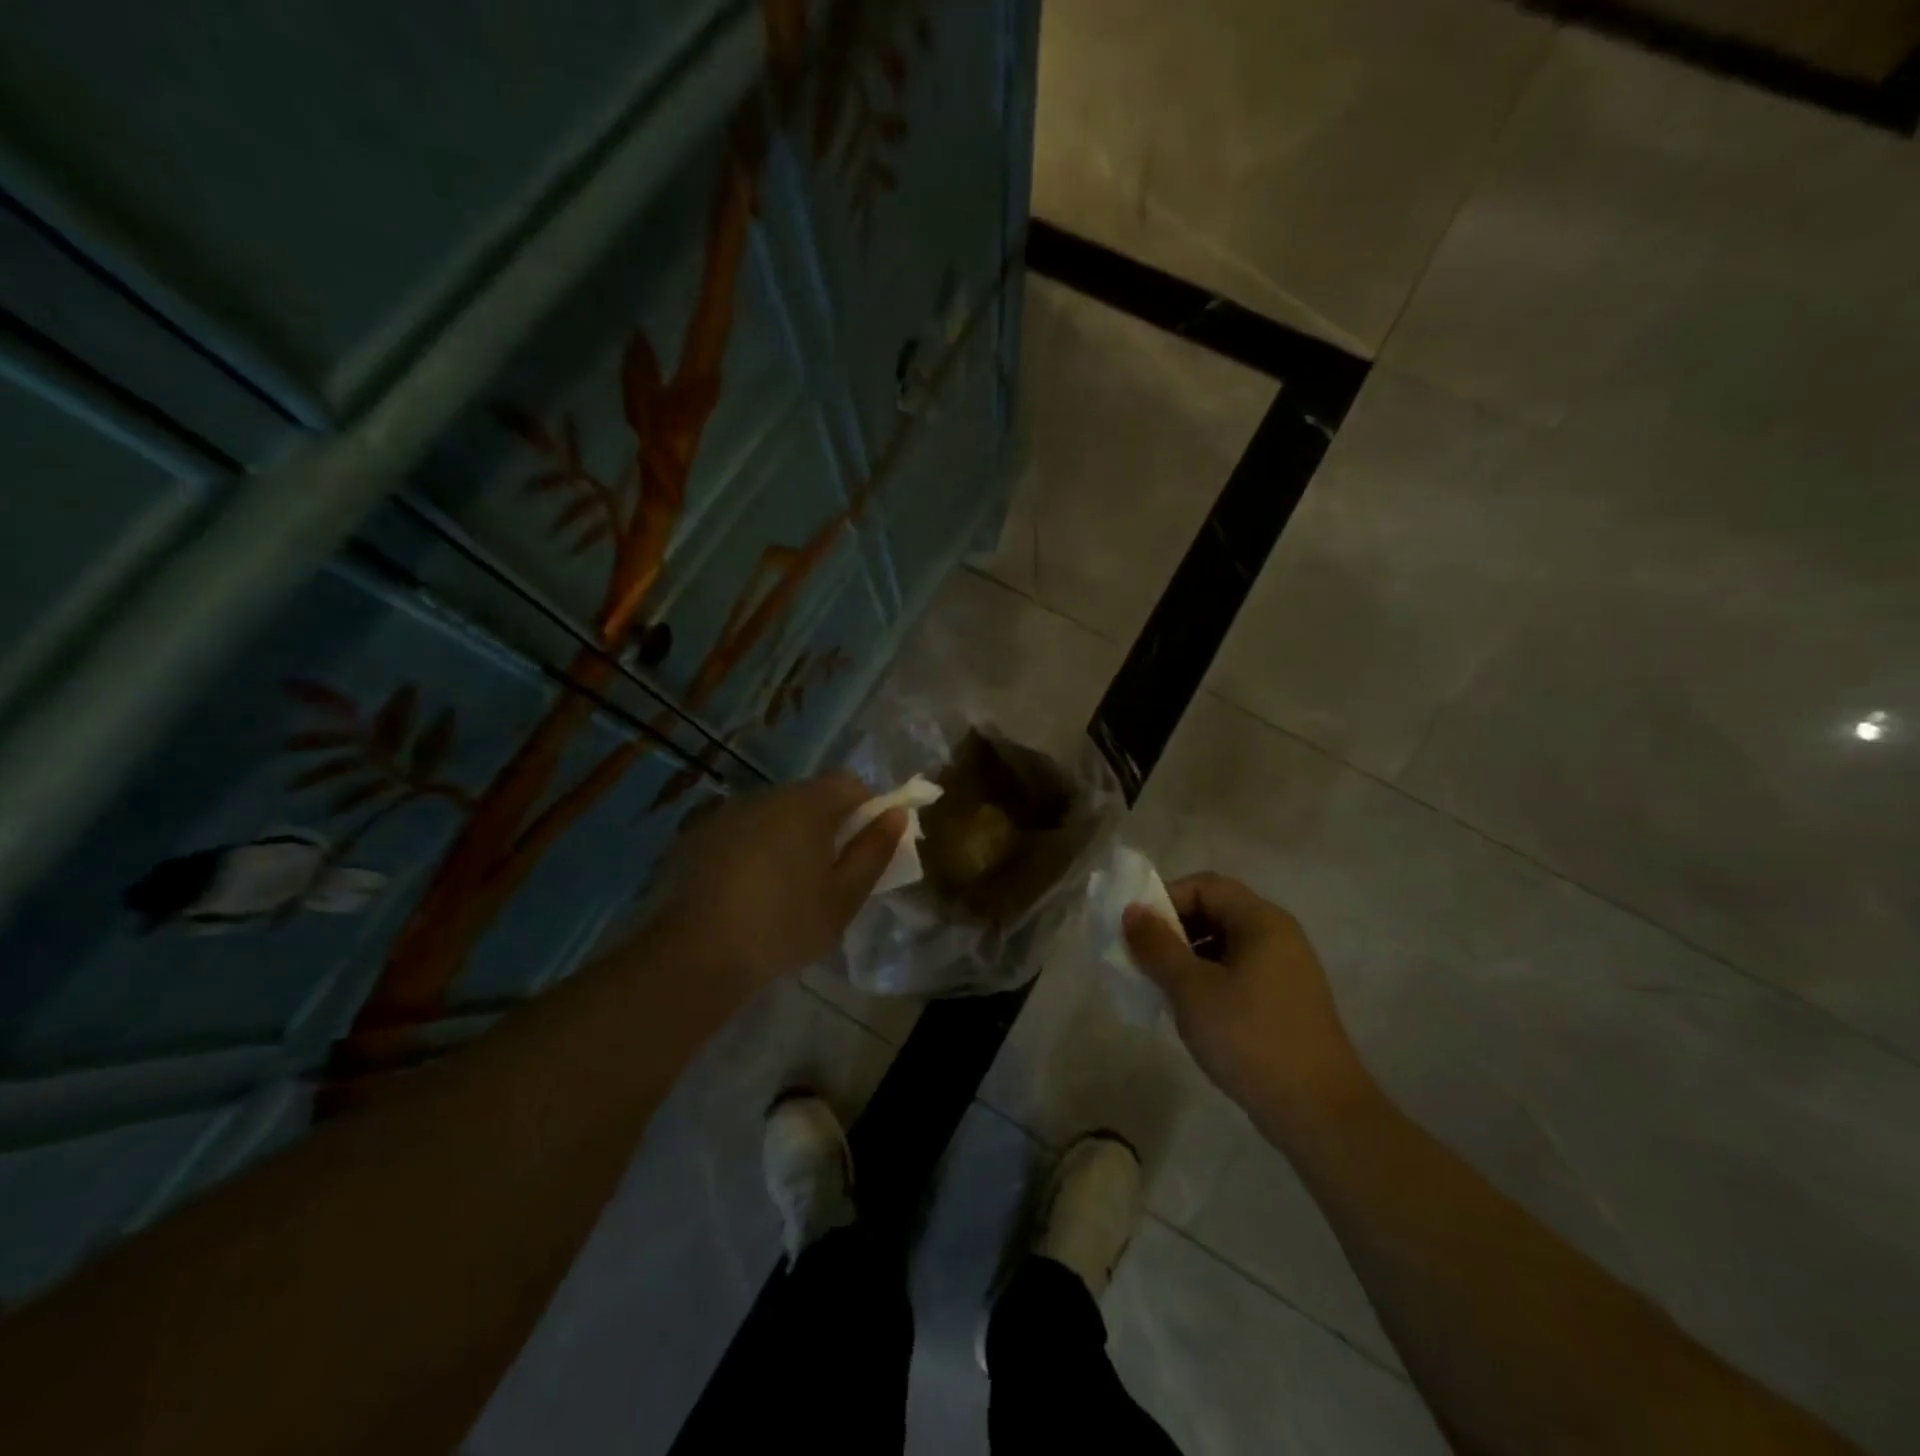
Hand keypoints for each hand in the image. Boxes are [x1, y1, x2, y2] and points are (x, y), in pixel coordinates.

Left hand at [653, 773, 905, 996]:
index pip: (851, 783)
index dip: (868, 808)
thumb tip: (895, 814)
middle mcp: (769, 795)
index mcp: (808, 805)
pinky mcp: (702, 834)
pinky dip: (759, 847)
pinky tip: (751, 888)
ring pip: (778, 813)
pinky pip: (747, 829)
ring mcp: (731, 812)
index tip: (866, 846)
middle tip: (832, 872)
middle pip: (813, 796)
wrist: (696, 953)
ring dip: (792, 835)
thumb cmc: (784, 925)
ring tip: (789, 885)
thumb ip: (874, 851)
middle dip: (830, 824)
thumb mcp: (844, 897)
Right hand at [1123, 873, 1372, 1137]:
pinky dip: (1208, 978)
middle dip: (1174, 929)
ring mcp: (1285, 969)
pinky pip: (1237, 971)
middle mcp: (1278, 935)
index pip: (1205, 885)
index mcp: (1261, 921)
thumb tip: (1132, 911)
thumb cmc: (1250, 1038)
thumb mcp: (1192, 989)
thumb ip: (1157, 946)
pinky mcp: (1285, 1000)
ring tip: (1161, 987)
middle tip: (1143, 959)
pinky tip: (1191, 1010)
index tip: (1137, 931)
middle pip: (1215, 911)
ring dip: (1187, 956)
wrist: (1320, 1114)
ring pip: (1224, 944)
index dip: (1165, 899)